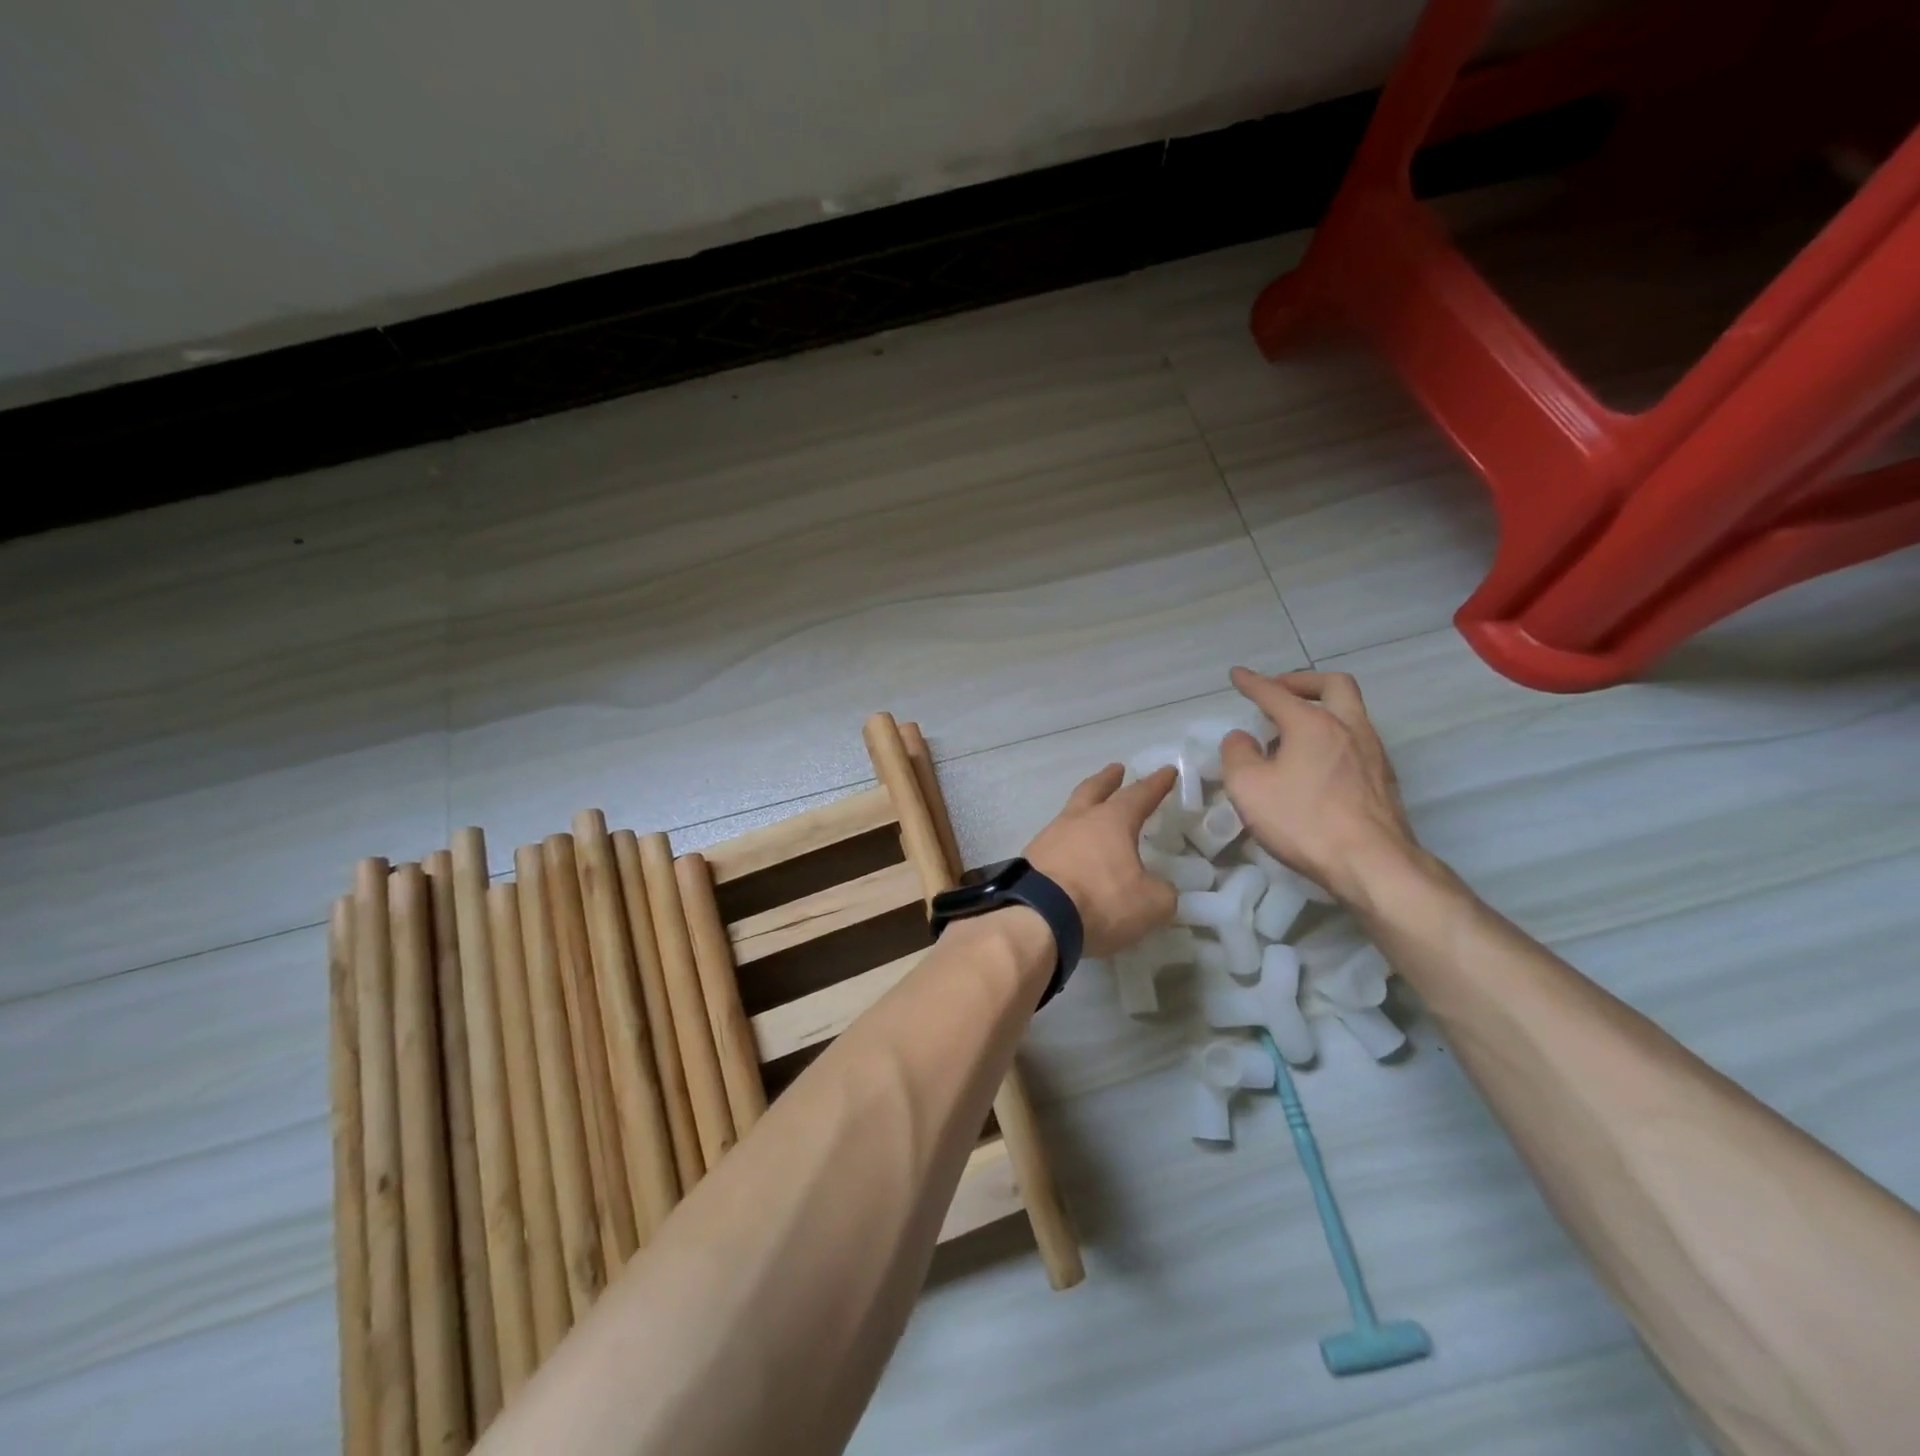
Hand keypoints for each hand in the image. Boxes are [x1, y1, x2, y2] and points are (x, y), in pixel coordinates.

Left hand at [1023, 764, 1177, 957]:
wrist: (1036, 919)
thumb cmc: (1100, 901)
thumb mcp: (1150, 903)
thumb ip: (1162, 891)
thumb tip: (1159, 887)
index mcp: (1111, 822)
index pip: (1139, 795)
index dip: (1156, 784)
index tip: (1166, 770)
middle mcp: (1077, 821)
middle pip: (1093, 790)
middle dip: (1108, 779)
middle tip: (1116, 769)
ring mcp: (1049, 837)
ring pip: (1070, 814)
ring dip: (1084, 810)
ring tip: (1091, 814)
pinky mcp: (1031, 859)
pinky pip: (1055, 842)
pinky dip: (1068, 841)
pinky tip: (1071, 852)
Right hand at [1218, 667, 1417, 903]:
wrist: (1372, 864)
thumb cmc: (1303, 821)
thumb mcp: (1249, 787)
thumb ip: (1237, 755)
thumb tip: (1242, 739)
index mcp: (1313, 724)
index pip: (1276, 693)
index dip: (1252, 683)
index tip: (1237, 675)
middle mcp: (1348, 728)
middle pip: (1333, 686)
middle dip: (1303, 682)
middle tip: (1280, 692)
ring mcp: (1372, 753)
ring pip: (1349, 714)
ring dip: (1320, 711)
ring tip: (1291, 734)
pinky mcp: (1383, 780)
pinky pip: (1355, 742)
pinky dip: (1332, 739)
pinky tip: (1315, 765)